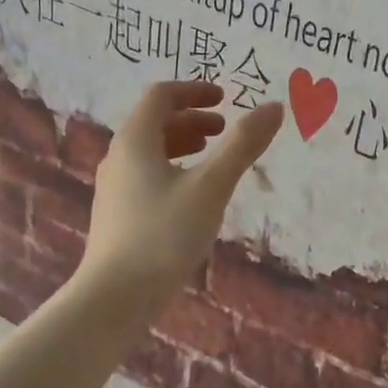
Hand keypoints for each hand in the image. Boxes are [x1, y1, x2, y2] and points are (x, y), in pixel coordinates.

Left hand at [78, 81, 282, 311]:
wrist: (115, 297)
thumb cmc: (164, 235)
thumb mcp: (211, 187)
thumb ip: (242, 145)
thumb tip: (274, 107)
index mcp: (135, 140)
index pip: (160, 95)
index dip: (194, 90)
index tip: (225, 98)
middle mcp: (118, 157)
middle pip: (154, 122)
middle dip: (192, 119)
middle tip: (224, 130)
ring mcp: (114, 187)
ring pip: (149, 151)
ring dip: (182, 144)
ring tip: (212, 158)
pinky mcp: (117, 214)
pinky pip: (146, 175)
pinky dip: (173, 169)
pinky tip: (192, 196)